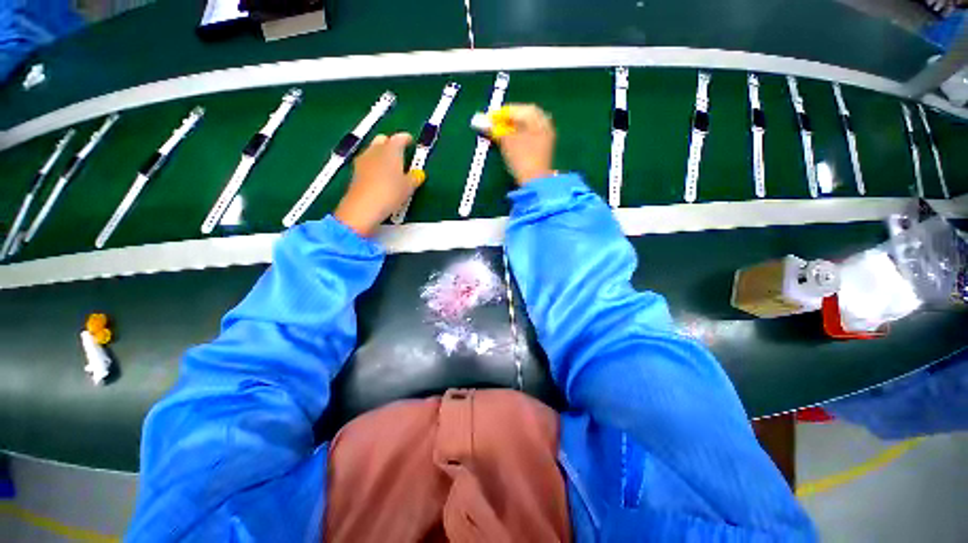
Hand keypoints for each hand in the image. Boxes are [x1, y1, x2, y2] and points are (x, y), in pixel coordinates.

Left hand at [334, 133, 414, 236]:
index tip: (411, 142)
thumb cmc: (390, 193)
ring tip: (391, 166)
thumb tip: (418, 175)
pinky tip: (380, 176)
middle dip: (391, 143)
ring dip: (381, 154)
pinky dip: (374, 164)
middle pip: (383, 140)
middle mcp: (375, 150)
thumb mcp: (408, 188)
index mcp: (391, 150)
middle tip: (400, 153)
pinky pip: (367, 162)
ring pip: (373, 150)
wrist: (363, 207)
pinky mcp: (355, 171)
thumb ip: (414, 178)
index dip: (407, 139)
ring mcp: (363, 160)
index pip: (400, 138)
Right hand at [494, 104, 555, 184]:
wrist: (536, 183)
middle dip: (508, 119)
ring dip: (513, 128)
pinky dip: (519, 136)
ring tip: (500, 134)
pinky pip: (530, 136)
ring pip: (527, 127)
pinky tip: (511, 142)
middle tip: (494, 124)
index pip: (518, 109)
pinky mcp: (543, 150)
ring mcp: (546, 138)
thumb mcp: (507, 143)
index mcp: (538, 119)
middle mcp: (545, 125)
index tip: (489, 118)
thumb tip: (480, 121)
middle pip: (524, 116)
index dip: (502, 113)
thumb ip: (494, 130)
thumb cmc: (522, 160)